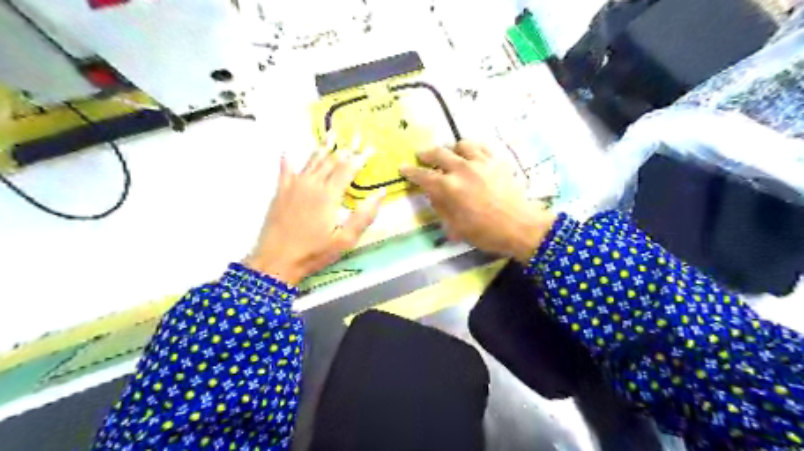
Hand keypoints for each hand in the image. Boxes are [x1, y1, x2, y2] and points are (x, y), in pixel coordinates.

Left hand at [245, 138, 381, 285]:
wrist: (277, 261)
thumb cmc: (314, 252)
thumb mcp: (346, 240)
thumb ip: (364, 216)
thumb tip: (380, 193)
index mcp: (329, 195)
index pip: (348, 169)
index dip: (360, 157)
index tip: (370, 147)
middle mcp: (311, 184)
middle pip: (331, 161)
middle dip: (345, 147)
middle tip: (355, 135)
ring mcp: (293, 186)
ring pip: (311, 162)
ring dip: (322, 147)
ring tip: (331, 133)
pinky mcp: (280, 193)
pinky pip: (285, 171)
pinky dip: (288, 160)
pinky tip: (288, 151)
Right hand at [400, 139, 557, 260]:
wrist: (520, 227)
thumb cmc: (485, 233)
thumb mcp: (455, 227)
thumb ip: (440, 207)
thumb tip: (433, 193)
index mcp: (448, 187)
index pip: (423, 175)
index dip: (410, 171)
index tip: (403, 167)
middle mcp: (462, 169)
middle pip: (438, 153)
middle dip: (426, 154)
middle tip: (422, 156)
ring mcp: (481, 162)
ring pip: (461, 144)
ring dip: (452, 149)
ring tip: (451, 154)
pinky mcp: (497, 160)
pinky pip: (481, 146)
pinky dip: (472, 149)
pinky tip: (472, 155)